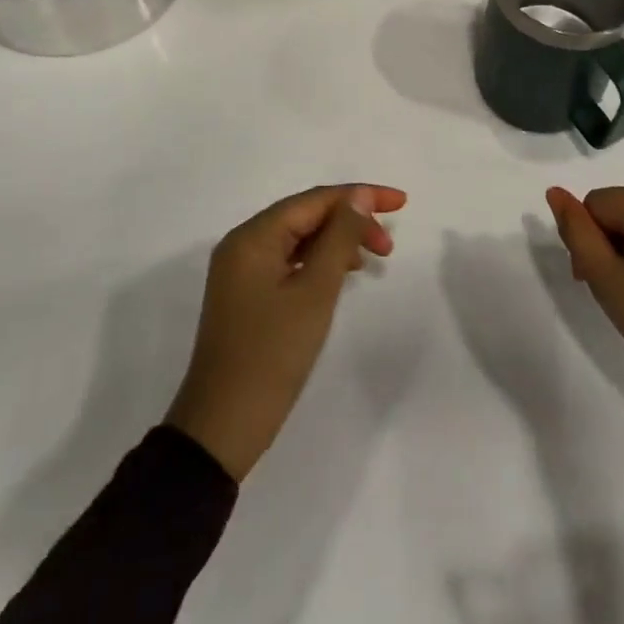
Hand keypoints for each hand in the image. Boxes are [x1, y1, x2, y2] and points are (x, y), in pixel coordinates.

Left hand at [165, 184, 404, 480]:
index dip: (360, 196)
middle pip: (306, 215)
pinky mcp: (247, 295)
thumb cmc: (272, 355)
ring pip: (299, 238)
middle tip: (388, 245)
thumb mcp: (315, 292)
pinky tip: (342, 274)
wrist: (223, 427)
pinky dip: (319, 261)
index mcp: (253, 236)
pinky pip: (289, 261)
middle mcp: (243, 244)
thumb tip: (358, 196)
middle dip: (350, 220)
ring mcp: (242, 271)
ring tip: (373, 258)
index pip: (314, 200)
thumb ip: (340, 238)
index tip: (401, 203)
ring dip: (337, 241)